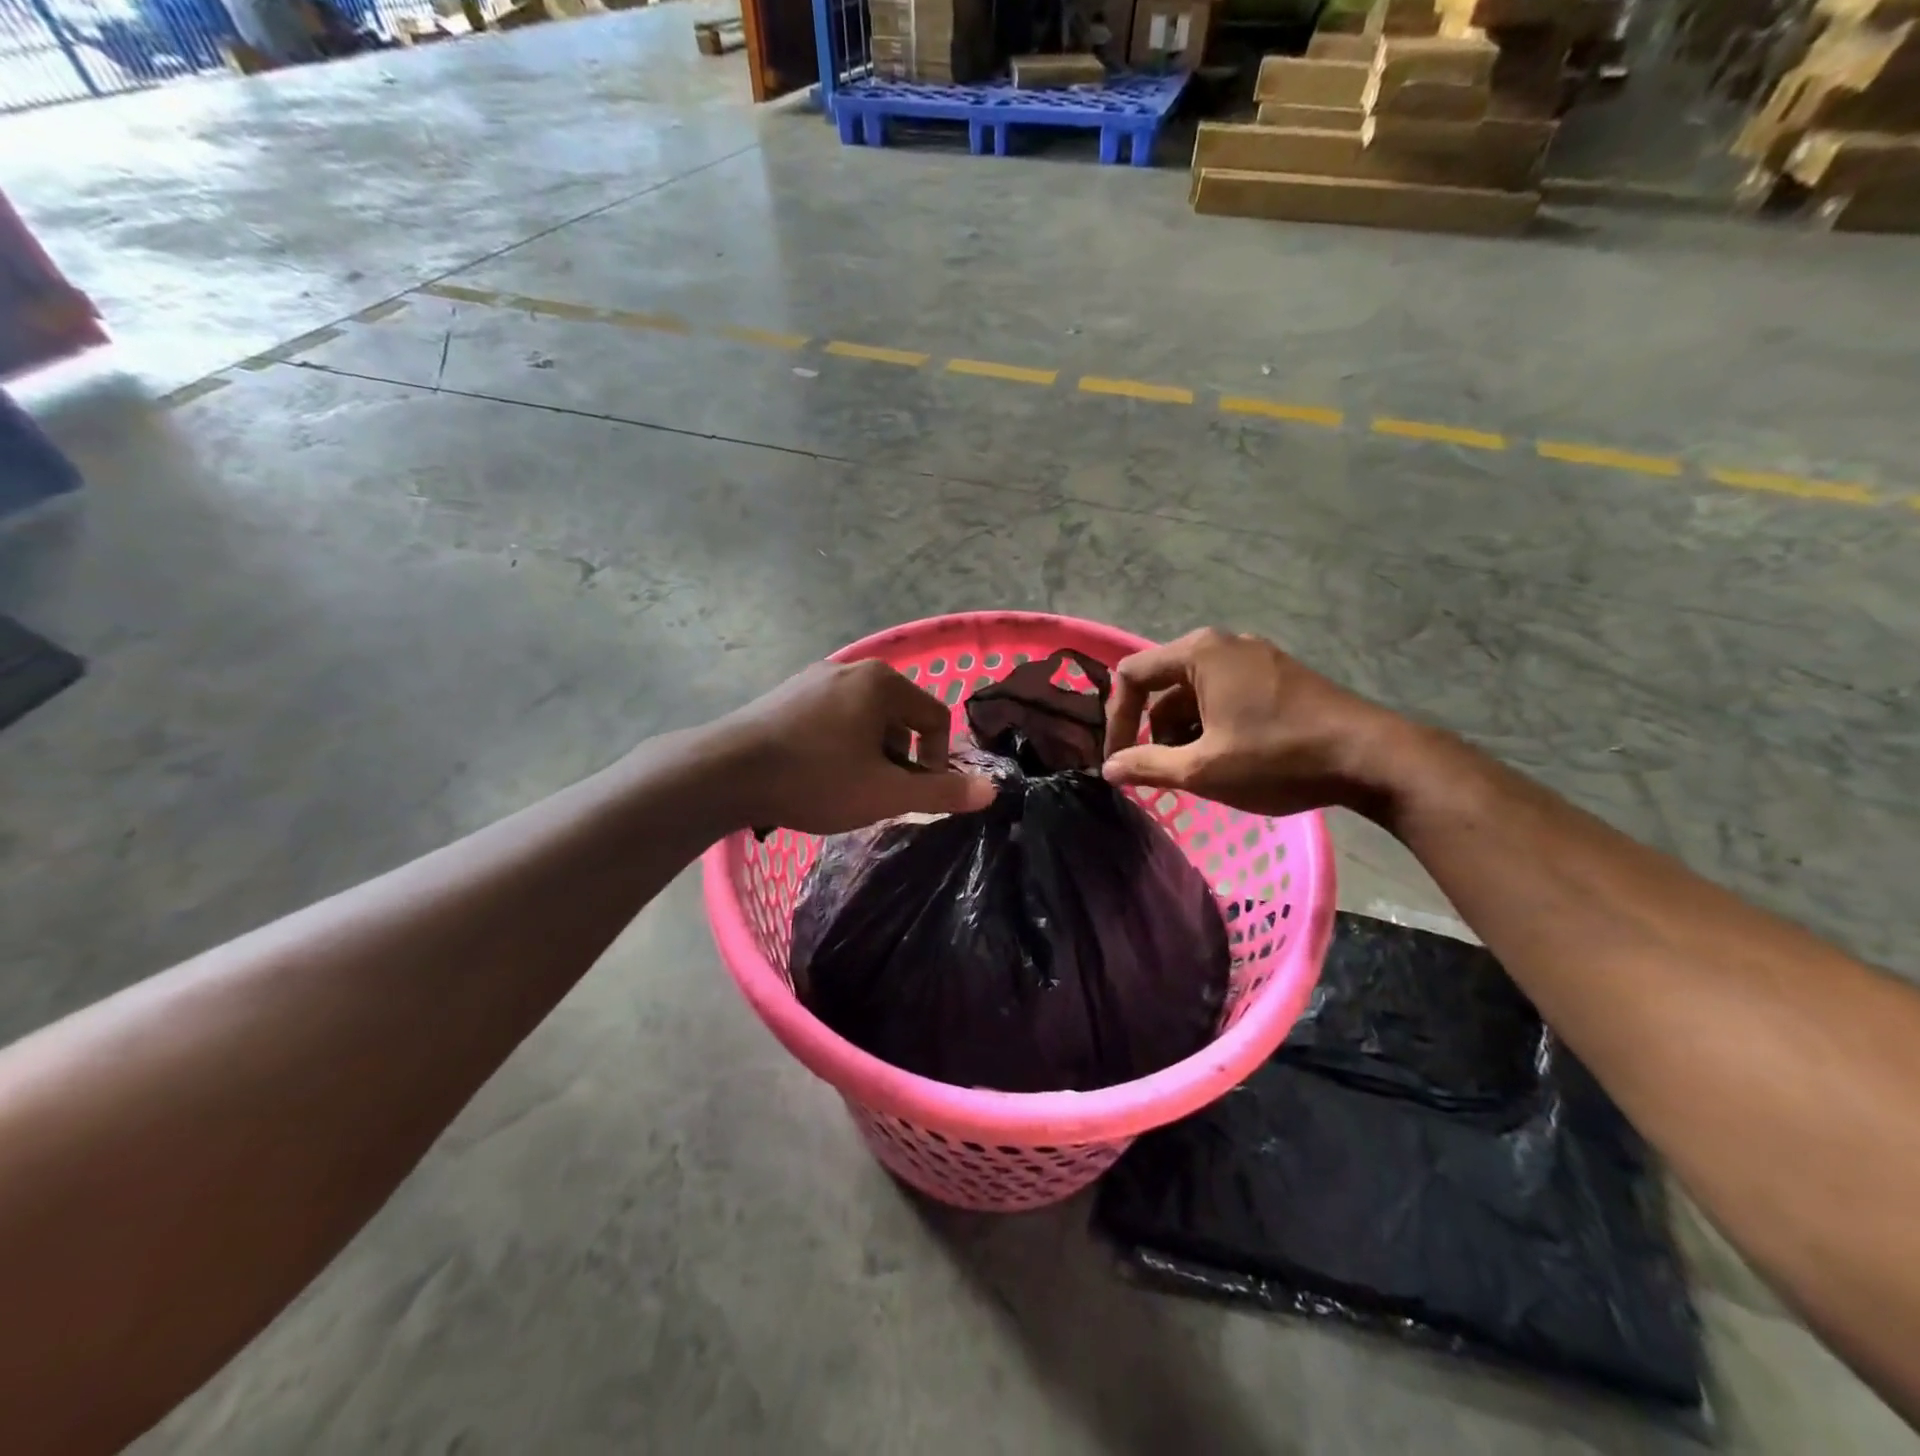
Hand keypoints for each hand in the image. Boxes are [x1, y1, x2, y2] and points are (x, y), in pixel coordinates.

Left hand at [713, 659, 997, 834]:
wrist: (723, 773)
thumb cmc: (815, 779)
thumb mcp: (886, 794)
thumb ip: (941, 792)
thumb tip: (990, 791)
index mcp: (882, 682)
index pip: (936, 718)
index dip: (937, 761)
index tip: (914, 794)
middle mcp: (851, 668)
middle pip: (899, 718)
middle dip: (898, 760)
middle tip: (877, 794)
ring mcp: (813, 678)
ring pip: (864, 720)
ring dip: (868, 754)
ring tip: (845, 787)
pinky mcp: (785, 694)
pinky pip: (832, 718)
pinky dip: (838, 745)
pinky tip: (815, 773)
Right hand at [1102, 628, 1408, 818]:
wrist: (1371, 757)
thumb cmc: (1277, 758)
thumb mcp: (1204, 769)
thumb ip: (1148, 766)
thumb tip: (1109, 769)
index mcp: (1199, 653)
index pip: (1131, 676)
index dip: (1116, 720)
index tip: (1120, 761)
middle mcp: (1224, 644)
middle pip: (1163, 684)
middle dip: (1154, 731)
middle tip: (1163, 771)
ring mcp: (1255, 657)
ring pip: (1195, 693)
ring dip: (1184, 732)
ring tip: (1200, 771)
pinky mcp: (1278, 675)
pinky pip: (1225, 694)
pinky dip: (1212, 724)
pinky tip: (1229, 758)